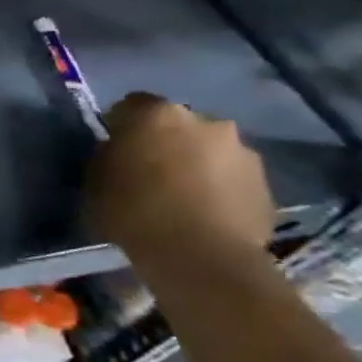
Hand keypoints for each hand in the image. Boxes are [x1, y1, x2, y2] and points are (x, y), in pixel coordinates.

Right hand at [85, 93, 274, 262]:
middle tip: (151, 173)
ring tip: (184, 198)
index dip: (121, 126)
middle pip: (178, 125)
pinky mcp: (266, 184)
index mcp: (157, 114)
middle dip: (166, 143)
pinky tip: (207, 215)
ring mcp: (242, 151)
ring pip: (210, 151)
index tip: (115, 149)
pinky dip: (220, 189)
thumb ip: (108, 156)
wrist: (200, 256)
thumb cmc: (133, 212)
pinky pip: (233, 179)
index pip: (131, 105)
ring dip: (197, 164)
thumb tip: (118, 152)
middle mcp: (205, 121)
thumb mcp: (95, 181)